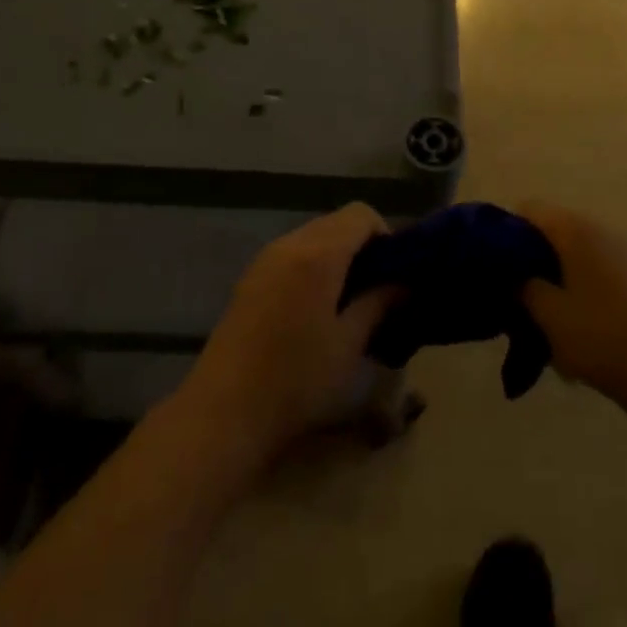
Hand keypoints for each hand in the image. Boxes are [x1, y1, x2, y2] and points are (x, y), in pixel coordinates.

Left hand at [181, 203, 397, 462]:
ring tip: (348, 303)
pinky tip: (315, 311)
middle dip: (361, 247)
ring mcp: (264, 260)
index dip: (384, 235)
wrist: (223, 412)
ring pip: (312, 238)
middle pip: (335, 222)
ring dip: (336, 258)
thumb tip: (403, 283)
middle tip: (377, 290)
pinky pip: (291, 255)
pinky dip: (312, 268)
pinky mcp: (249, 280)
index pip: (360, 214)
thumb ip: (379, 303)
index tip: (394, 272)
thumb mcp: (349, 344)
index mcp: (318, 253)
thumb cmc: (296, 379)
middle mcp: (289, 244)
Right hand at [518, 202, 626, 404]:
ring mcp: (626, 254)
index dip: (507, 231)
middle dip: (533, 259)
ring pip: (577, 256)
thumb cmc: (599, 337)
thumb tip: (515, 274)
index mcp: (575, 231)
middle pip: (555, 232)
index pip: (530, 209)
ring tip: (548, 318)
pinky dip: (583, 290)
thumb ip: (523, 286)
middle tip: (518, 295)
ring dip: (559, 278)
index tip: (495, 264)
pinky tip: (580, 328)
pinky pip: (599, 273)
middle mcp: (602, 231)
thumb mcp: (546, 314)